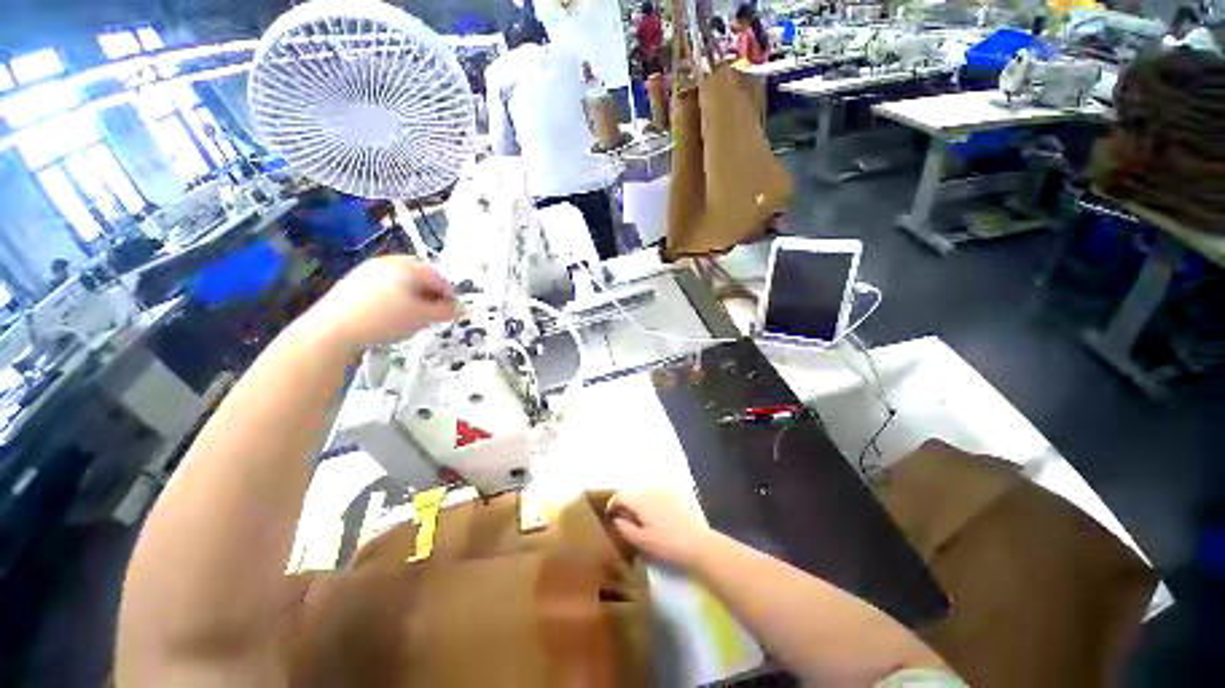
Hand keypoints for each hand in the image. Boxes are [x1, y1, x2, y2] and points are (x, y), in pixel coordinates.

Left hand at [306, 256, 455, 349]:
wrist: (332, 329)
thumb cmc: (386, 319)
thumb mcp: (423, 317)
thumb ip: (445, 311)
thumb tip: (455, 309)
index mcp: (409, 266)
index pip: (439, 278)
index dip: (450, 296)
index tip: (452, 312)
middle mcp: (389, 262)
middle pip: (420, 276)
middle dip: (430, 294)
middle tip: (434, 312)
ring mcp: (368, 270)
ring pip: (401, 281)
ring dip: (413, 296)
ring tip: (413, 315)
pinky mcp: (353, 282)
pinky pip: (384, 286)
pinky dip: (394, 297)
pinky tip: (390, 314)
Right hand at [607, 489, 712, 569]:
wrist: (699, 543)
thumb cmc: (668, 545)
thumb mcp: (642, 541)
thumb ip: (625, 528)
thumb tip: (617, 518)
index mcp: (641, 500)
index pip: (621, 495)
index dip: (613, 503)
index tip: (611, 513)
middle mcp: (652, 488)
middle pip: (634, 490)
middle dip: (628, 501)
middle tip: (627, 516)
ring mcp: (666, 487)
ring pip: (647, 489)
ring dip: (641, 498)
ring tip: (644, 514)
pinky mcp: (678, 490)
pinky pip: (660, 490)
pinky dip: (655, 497)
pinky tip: (659, 511)